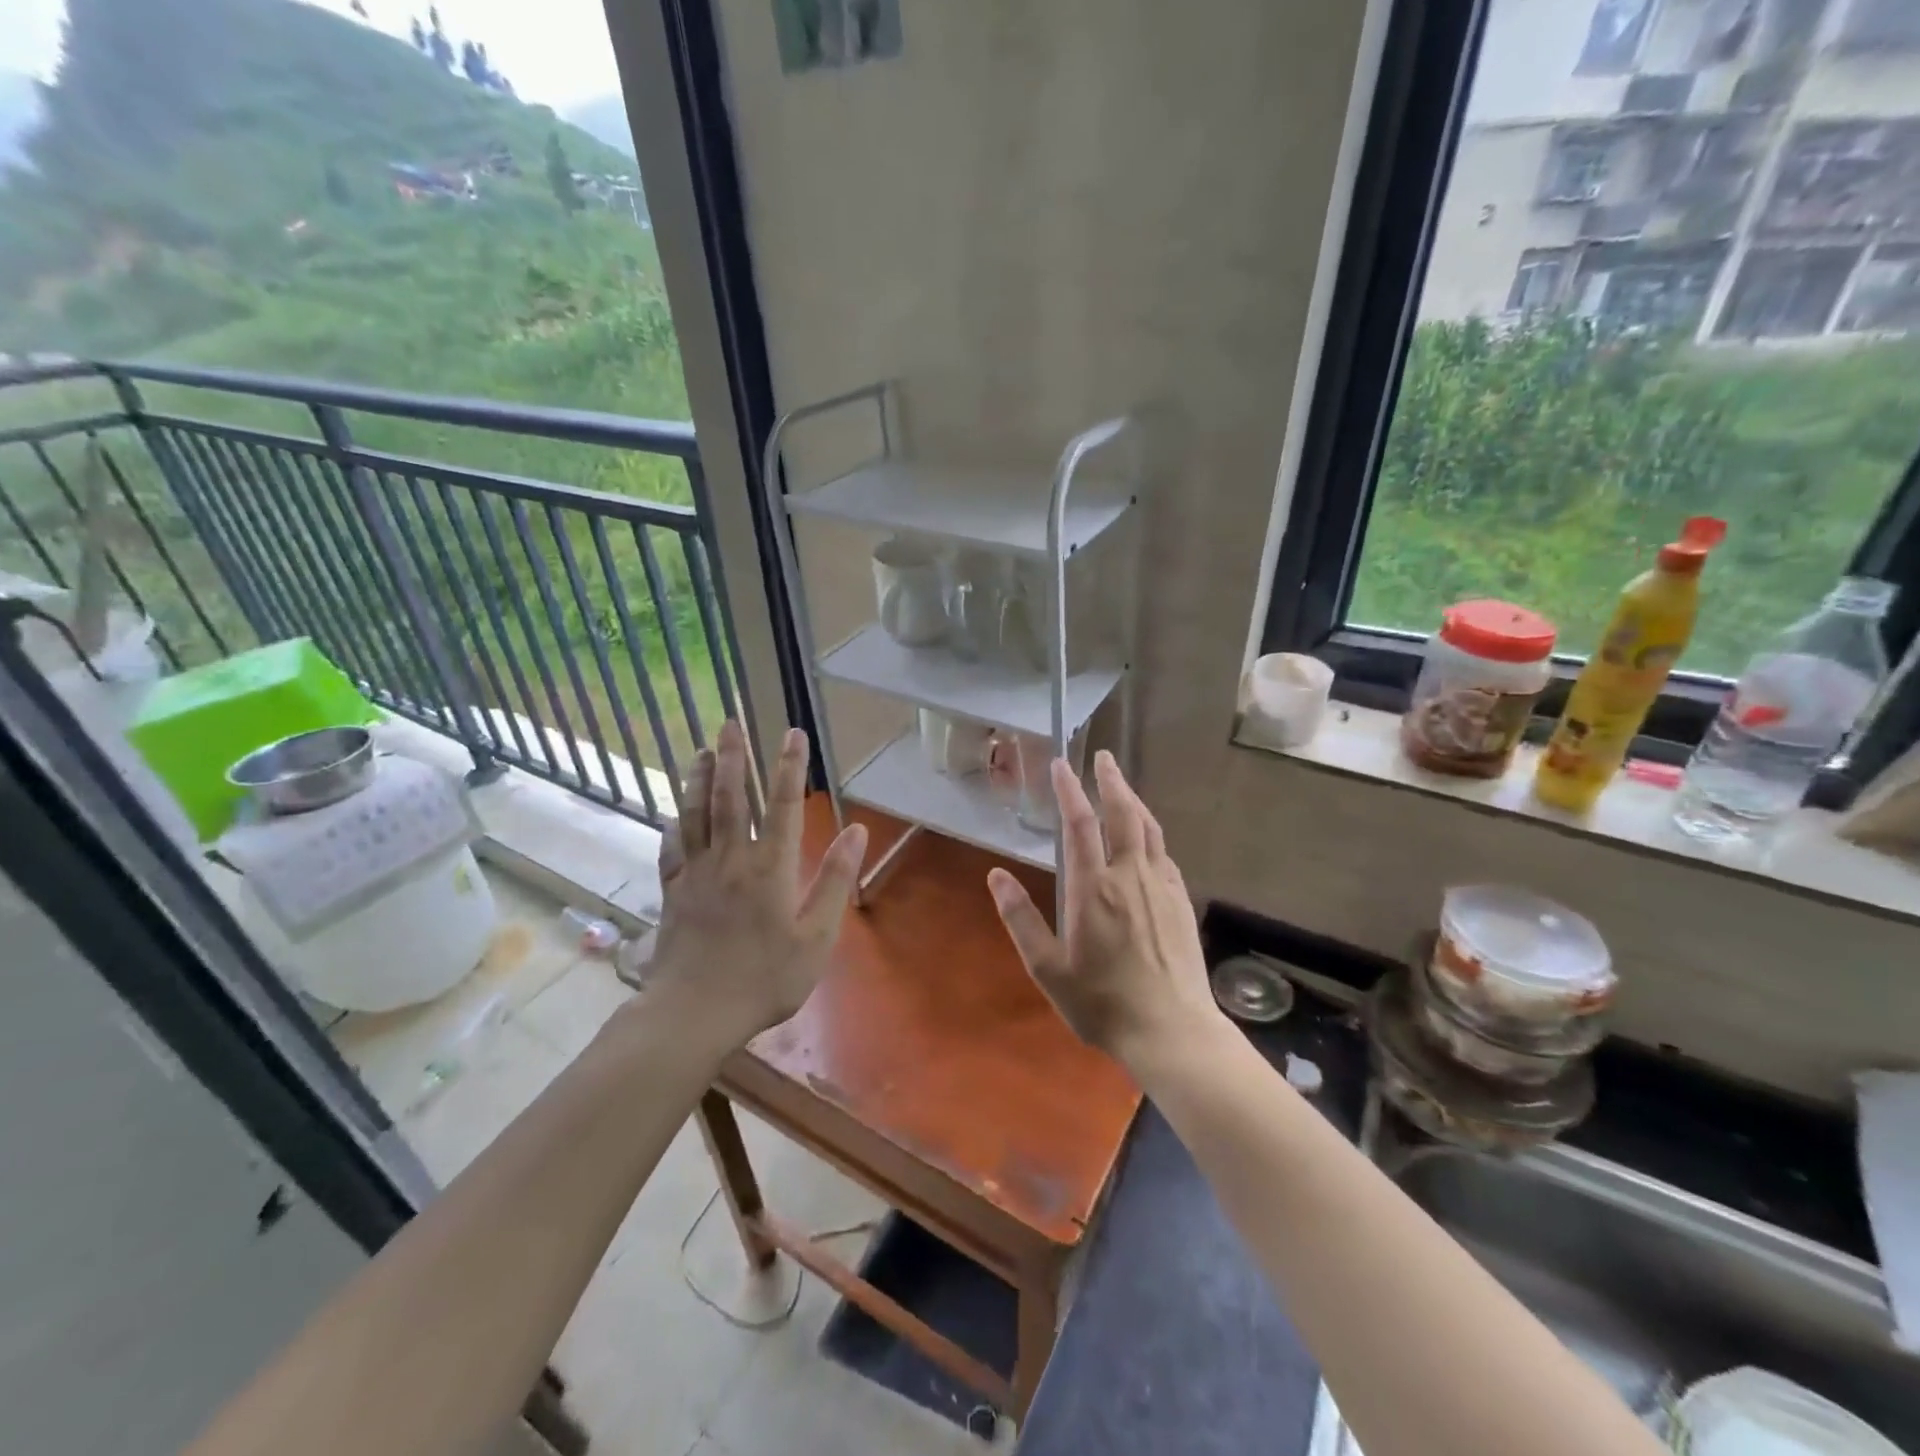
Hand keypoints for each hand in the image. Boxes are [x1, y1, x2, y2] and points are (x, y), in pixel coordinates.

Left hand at [646, 720, 867, 1052]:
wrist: (694, 1013)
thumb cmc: (765, 978)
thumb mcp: (816, 937)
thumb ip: (834, 881)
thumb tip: (856, 831)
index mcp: (769, 867)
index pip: (781, 804)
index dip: (789, 766)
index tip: (793, 733)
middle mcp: (729, 859)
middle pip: (728, 797)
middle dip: (731, 756)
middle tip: (730, 722)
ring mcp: (695, 874)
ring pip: (695, 814)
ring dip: (698, 778)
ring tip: (701, 750)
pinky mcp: (672, 892)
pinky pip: (671, 848)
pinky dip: (674, 824)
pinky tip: (674, 812)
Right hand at [987, 750, 1223, 1074]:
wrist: (1172, 1031)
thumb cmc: (1102, 1003)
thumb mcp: (1048, 969)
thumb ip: (1021, 919)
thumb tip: (996, 877)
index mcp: (1094, 888)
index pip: (1080, 824)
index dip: (1069, 790)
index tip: (1060, 765)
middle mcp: (1130, 876)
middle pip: (1123, 813)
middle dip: (1111, 781)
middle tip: (1102, 757)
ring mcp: (1162, 886)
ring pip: (1148, 828)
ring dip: (1133, 800)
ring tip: (1122, 785)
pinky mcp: (1181, 900)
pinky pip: (1163, 853)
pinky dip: (1150, 833)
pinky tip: (1145, 839)